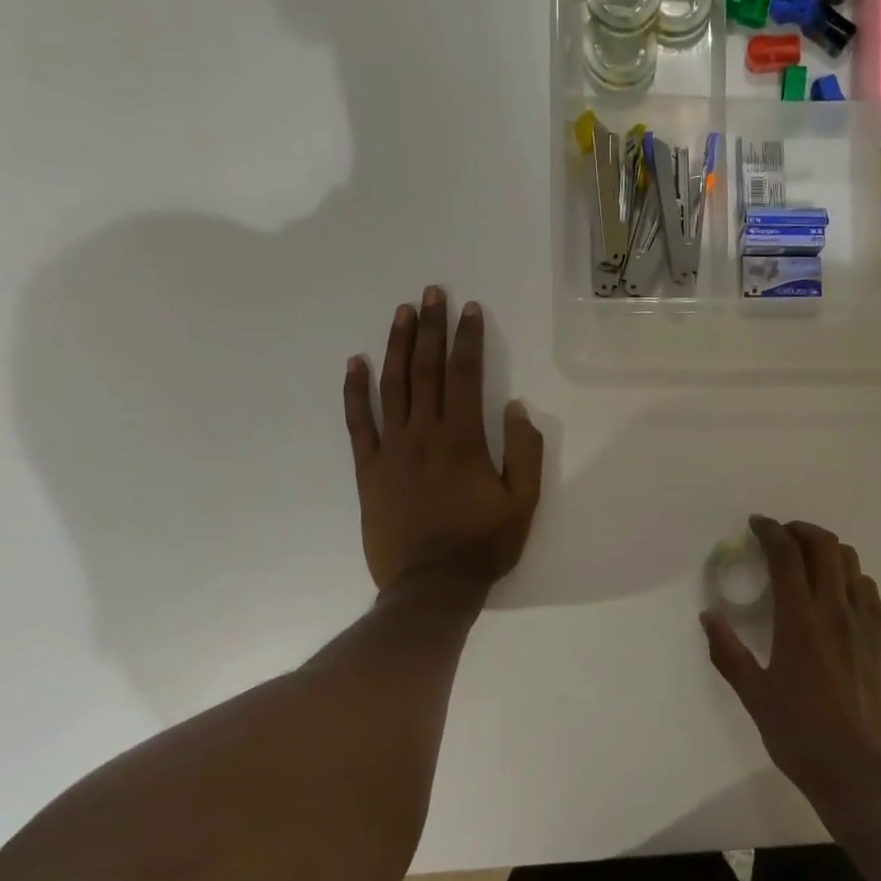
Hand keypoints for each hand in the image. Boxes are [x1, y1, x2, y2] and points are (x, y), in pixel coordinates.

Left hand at [344, 287, 543, 594]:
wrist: (431, 587)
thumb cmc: (483, 544)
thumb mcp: (523, 502)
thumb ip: (525, 451)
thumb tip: (514, 407)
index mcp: (463, 440)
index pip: (464, 375)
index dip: (467, 339)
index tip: (469, 309)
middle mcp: (423, 435)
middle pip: (425, 370)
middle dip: (430, 328)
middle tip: (432, 293)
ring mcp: (390, 451)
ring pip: (391, 387)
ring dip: (397, 346)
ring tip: (402, 313)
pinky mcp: (368, 470)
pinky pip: (358, 423)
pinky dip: (355, 391)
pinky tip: (355, 363)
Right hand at [700, 516, 880, 813]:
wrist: (860, 772)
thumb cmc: (799, 735)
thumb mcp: (754, 695)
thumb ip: (728, 651)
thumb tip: (708, 616)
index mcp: (799, 619)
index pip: (786, 555)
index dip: (770, 531)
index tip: (756, 525)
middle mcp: (835, 609)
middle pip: (824, 545)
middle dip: (800, 530)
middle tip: (781, 538)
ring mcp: (865, 622)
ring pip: (850, 562)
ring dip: (826, 550)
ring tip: (808, 561)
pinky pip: (868, 590)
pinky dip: (849, 576)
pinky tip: (837, 594)